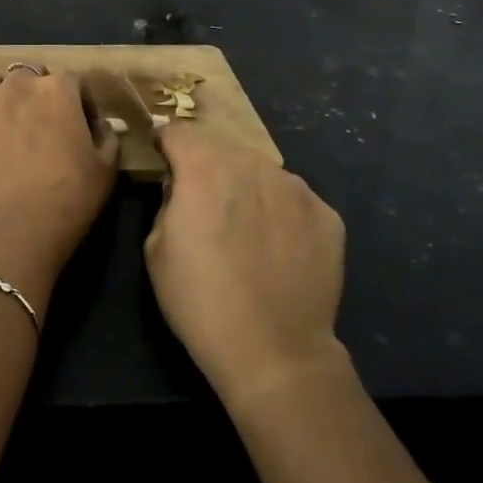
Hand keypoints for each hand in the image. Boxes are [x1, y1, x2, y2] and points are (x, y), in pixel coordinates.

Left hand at [0, 68, 119, 277]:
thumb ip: (105, 136)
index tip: (82, 125)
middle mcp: (17, 86)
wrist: (18, 230)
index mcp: (58, 90)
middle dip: (37, 91)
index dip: (79, 102)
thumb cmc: (70, 198)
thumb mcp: (107, 168)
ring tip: (1, 111)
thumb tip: (97, 124)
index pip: (73, 82)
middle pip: (28, 74)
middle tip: (41, 122)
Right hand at [144, 123, 347, 408]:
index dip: (165, 144)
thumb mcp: (155, 248)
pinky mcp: (327, 214)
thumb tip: (182, 188)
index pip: (178, 131)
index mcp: (204, 168)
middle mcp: (253, 164)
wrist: (274, 351)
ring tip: (245, 228)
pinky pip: (293, 199)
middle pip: (222, 148)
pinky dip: (280, 212)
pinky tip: (277, 248)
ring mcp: (296, 187)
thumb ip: (168, 201)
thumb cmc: (200, 301)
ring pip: (261, 171)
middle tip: (203, 203)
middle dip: (207, 166)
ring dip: (246, 186)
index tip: (162, 161)